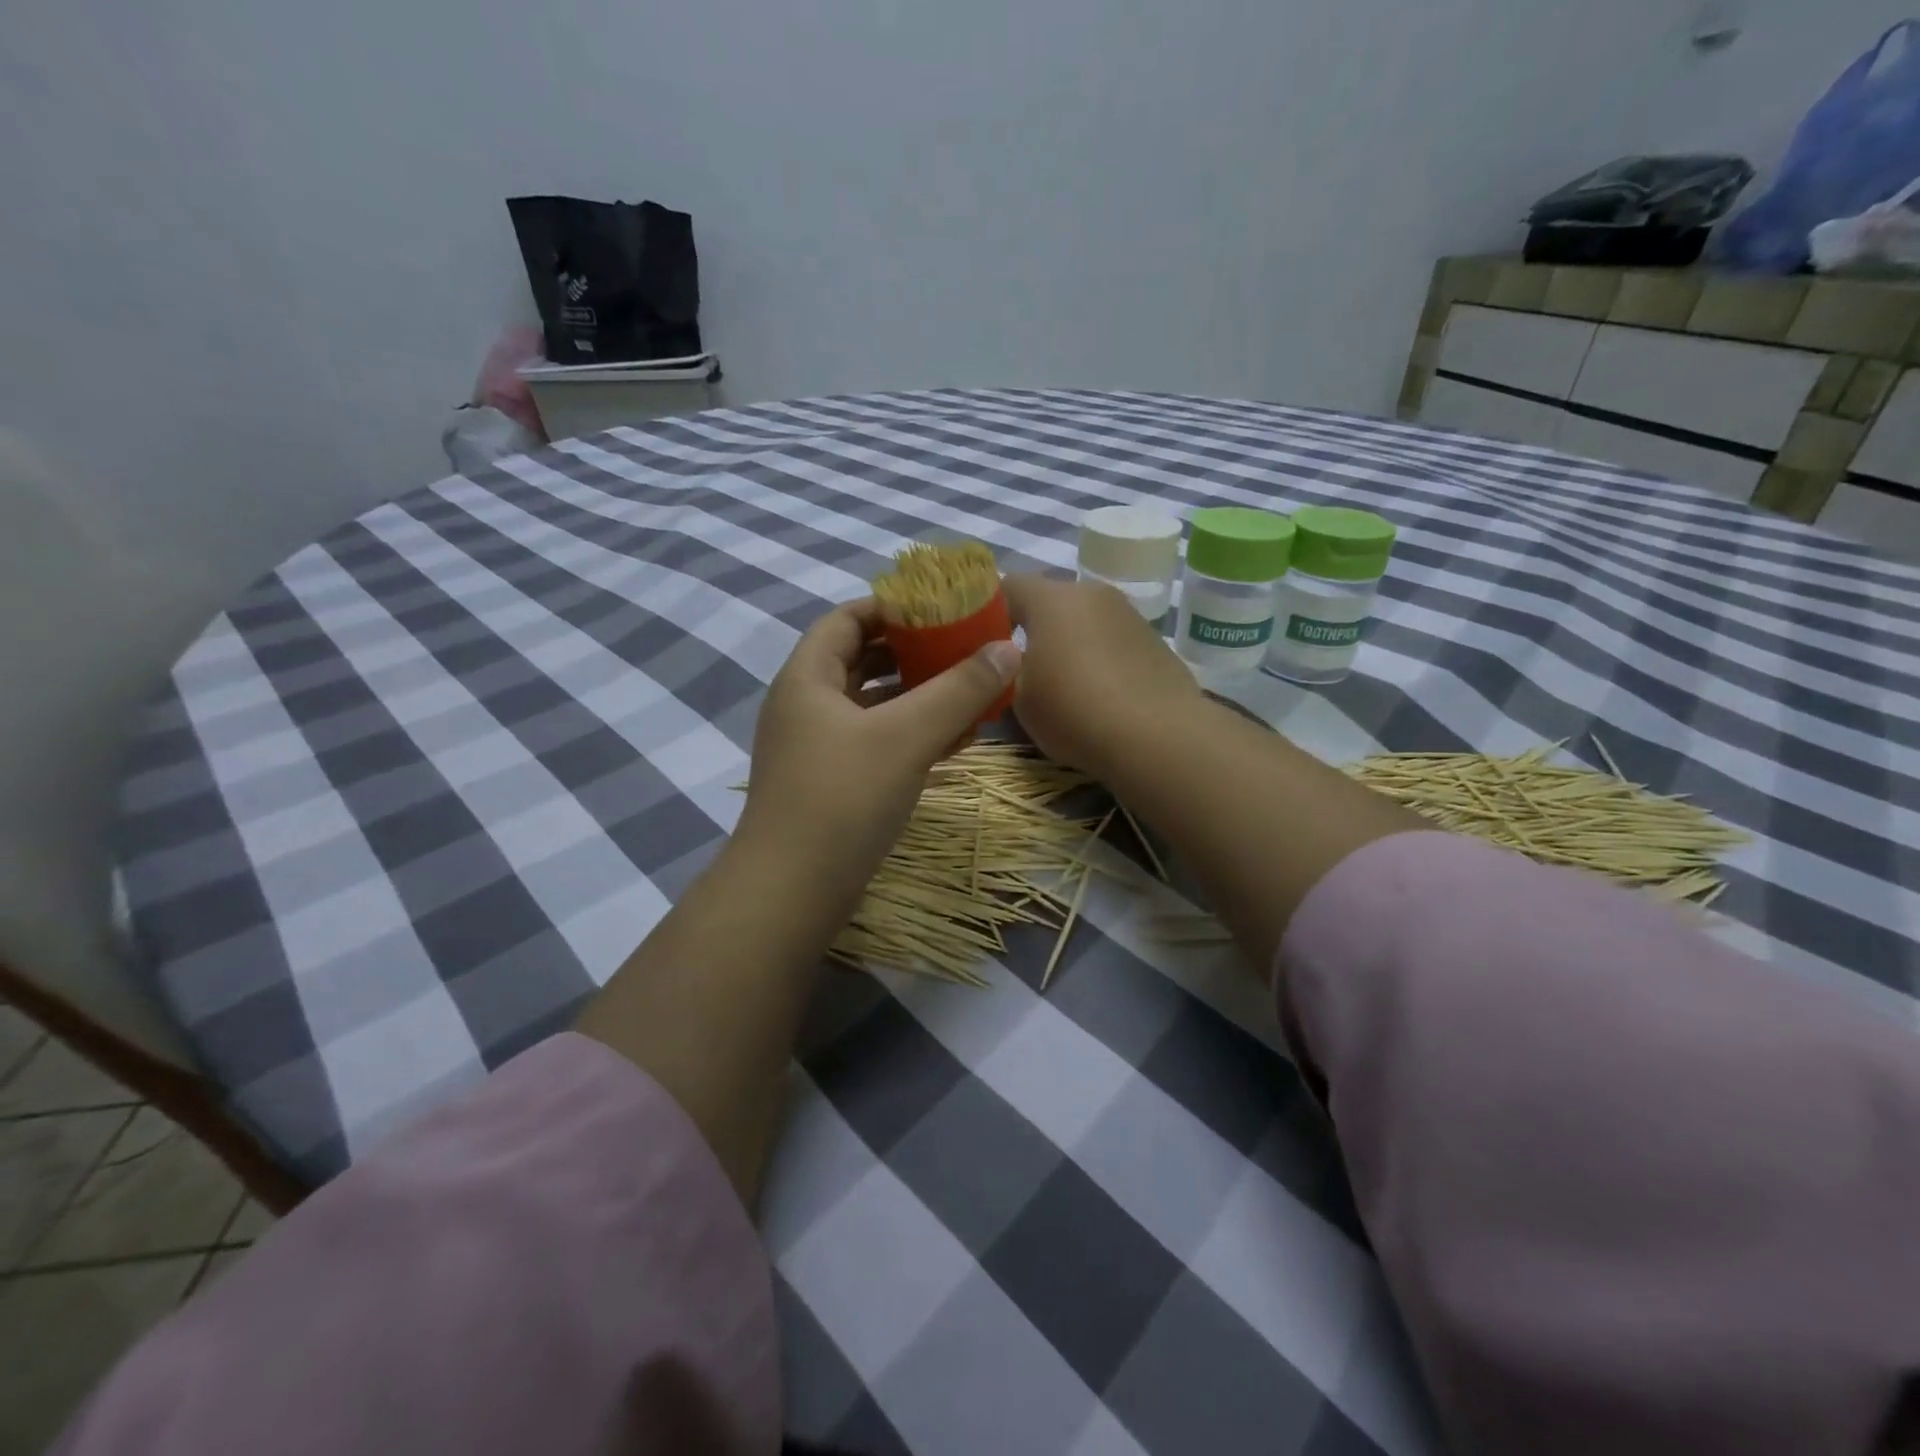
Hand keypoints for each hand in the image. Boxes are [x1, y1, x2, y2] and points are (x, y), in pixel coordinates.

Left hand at [737, 597, 1021, 904]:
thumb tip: (1009, 647)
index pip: (847, 620)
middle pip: (860, 660)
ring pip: (871, 706)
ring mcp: (815, 748)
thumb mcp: (907, 736)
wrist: (793, 892)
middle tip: (961, 649)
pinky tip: (952, 742)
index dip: (891, 607)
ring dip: (916, 697)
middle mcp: (805, 706)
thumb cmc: (843, 798)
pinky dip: (910, 735)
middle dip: (912, 653)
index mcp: (807, 678)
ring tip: (966, 693)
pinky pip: (874, 743)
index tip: (939, 608)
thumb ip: (960, 690)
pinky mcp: (831, 784)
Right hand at [1003, 574, 1203, 779]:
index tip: (980, 643)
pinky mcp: (1154, 640)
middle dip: (1031, 628)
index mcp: (1052, 598)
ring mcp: (1128, 614)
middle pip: (1050, 602)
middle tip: (1018, 668)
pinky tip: (1098, 694)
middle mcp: (1092, 593)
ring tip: (1062, 684)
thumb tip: (1011, 663)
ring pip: (1084, 621)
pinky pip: (1112, 641)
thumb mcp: (1020, 699)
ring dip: (1068, 643)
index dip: (988, 611)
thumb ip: (1007, 672)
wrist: (1159, 737)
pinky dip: (1098, 658)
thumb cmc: (1075, 711)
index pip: (1007, 585)